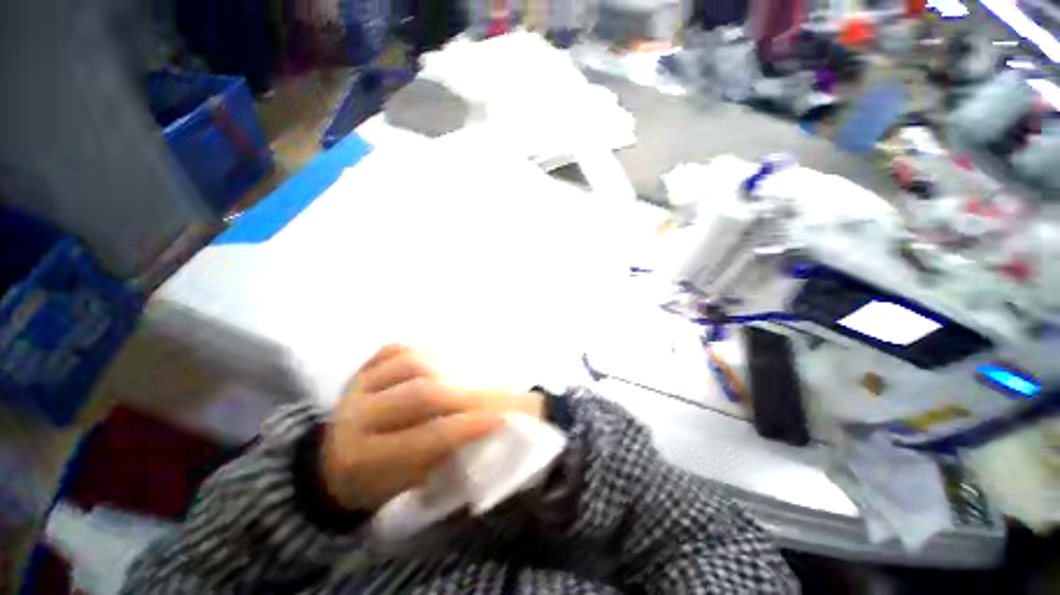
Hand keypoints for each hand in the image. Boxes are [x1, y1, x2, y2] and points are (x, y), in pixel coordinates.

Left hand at [321, 345, 542, 511]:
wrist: (330, 465)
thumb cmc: (377, 482)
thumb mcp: (410, 485)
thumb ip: (447, 455)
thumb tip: (490, 429)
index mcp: (366, 458)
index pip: (427, 437)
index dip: (468, 426)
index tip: (501, 418)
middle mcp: (357, 417)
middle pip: (421, 393)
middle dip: (466, 393)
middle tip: (495, 394)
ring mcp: (357, 385)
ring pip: (411, 363)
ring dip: (448, 368)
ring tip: (471, 376)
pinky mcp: (361, 368)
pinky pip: (396, 349)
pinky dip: (423, 351)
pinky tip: (441, 361)